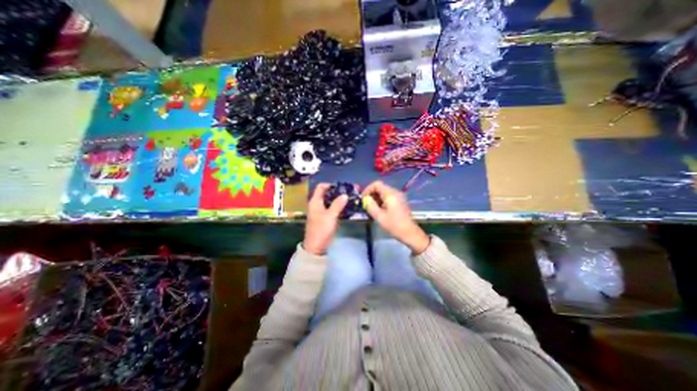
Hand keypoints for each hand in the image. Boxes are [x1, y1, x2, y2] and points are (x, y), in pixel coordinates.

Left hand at [305, 184, 348, 256]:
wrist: (316, 247)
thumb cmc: (321, 230)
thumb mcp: (330, 216)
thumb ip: (337, 204)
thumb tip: (345, 195)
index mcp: (315, 202)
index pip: (321, 187)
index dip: (330, 185)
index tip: (342, 186)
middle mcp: (317, 204)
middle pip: (327, 194)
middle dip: (337, 192)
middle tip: (349, 192)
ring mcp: (321, 211)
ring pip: (330, 201)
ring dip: (339, 199)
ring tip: (350, 198)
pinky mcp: (325, 218)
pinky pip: (332, 208)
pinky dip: (338, 206)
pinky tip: (347, 207)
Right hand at [360, 180, 431, 252]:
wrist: (410, 233)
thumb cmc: (394, 225)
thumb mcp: (379, 217)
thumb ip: (371, 206)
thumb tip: (365, 199)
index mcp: (390, 194)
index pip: (377, 184)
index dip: (368, 189)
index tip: (363, 198)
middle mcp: (396, 192)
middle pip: (381, 187)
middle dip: (372, 194)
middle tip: (366, 204)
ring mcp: (399, 197)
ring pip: (384, 192)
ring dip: (376, 198)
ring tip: (372, 208)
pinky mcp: (400, 202)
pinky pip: (389, 197)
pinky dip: (382, 201)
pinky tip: (379, 210)